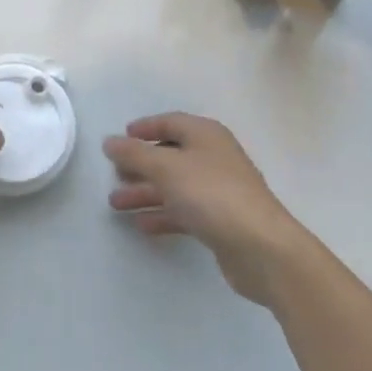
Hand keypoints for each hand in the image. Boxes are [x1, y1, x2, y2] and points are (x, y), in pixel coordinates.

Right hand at [104, 113, 314, 307]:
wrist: (261, 248)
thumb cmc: (212, 194)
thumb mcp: (167, 168)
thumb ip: (135, 153)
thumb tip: (110, 141)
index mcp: (205, 135)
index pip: (170, 122)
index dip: (145, 128)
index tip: (120, 138)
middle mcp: (213, 157)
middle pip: (170, 155)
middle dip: (140, 165)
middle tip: (114, 174)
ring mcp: (218, 190)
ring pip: (175, 185)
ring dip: (145, 192)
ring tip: (115, 203)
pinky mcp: (220, 221)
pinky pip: (184, 211)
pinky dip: (163, 214)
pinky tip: (142, 224)